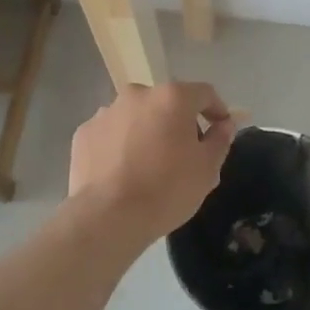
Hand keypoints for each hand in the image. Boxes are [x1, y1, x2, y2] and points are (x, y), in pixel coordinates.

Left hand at [68, 82, 236, 245]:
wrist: (108, 217)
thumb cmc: (167, 190)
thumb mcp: (207, 169)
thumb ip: (220, 139)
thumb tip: (226, 124)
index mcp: (172, 97)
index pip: (204, 93)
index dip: (217, 110)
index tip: (220, 129)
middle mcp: (138, 94)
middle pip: (166, 102)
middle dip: (178, 122)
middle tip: (183, 153)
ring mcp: (106, 112)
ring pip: (136, 116)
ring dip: (147, 131)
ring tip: (148, 165)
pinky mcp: (84, 132)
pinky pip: (111, 133)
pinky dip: (120, 144)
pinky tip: (122, 171)